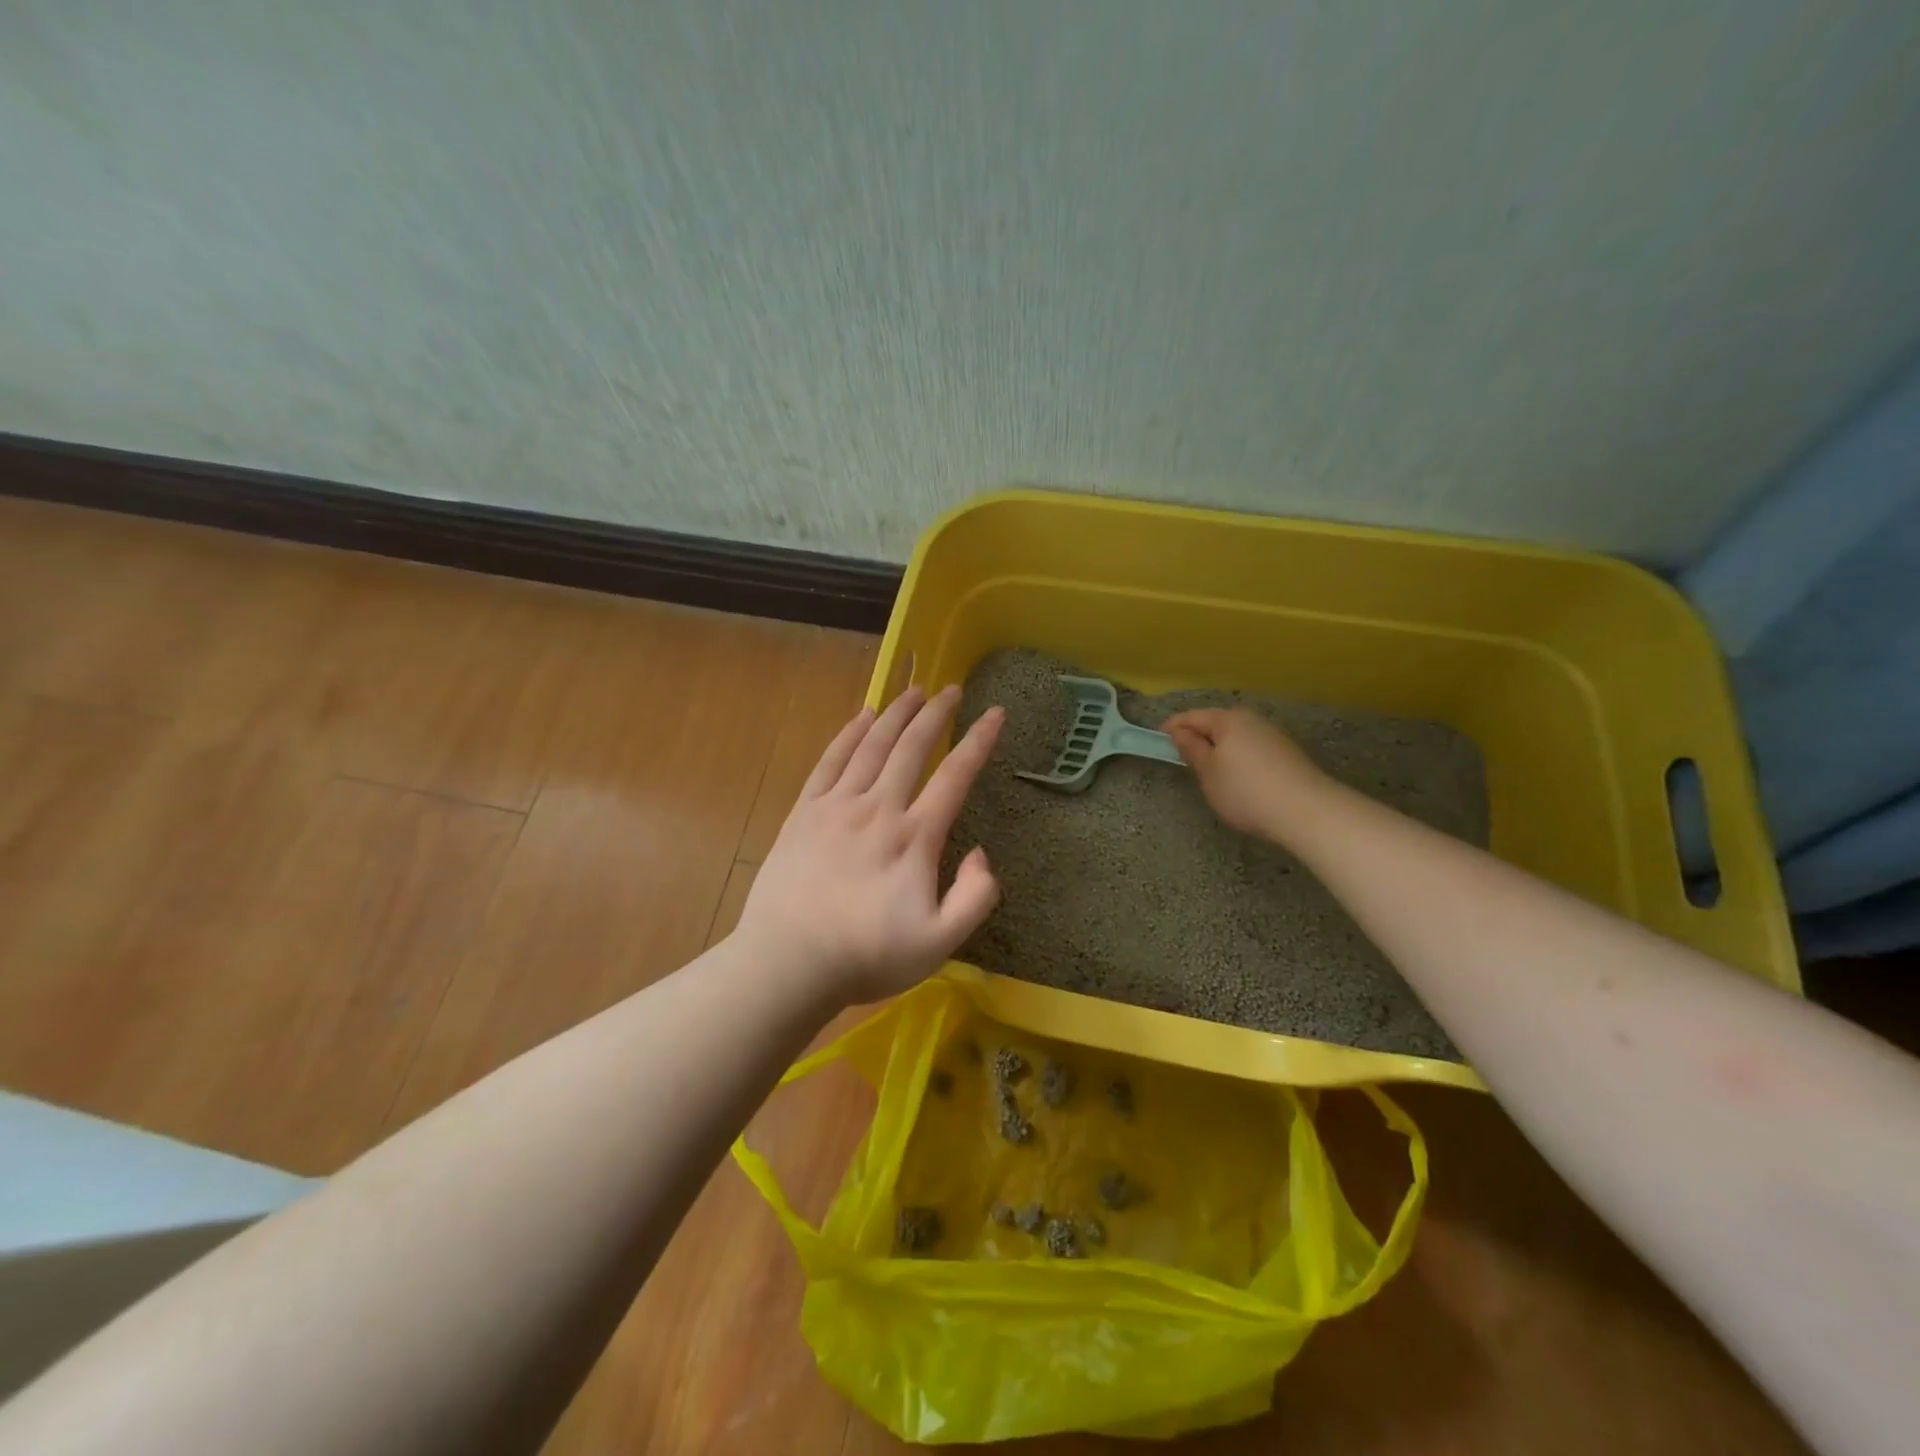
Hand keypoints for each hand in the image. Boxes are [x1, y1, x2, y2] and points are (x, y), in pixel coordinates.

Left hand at [735, 685, 1004, 1003]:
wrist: (788, 962)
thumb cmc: (866, 956)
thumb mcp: (939, 942)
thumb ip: (974, 897)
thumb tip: (980, 853)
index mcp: (914, 837)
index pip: (955, 776)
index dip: (979, 741)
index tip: (996, 712)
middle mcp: (878, 808)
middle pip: (912, 748)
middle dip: (935, 714)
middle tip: (951, 688)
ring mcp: (837, 806)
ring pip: (872, 746)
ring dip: (895, 714)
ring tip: (912, 689)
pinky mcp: (804, 813)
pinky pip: (830, 761)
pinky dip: (848, 734)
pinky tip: (861, 716)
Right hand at [1164, 706, 1327, 840]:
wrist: (1306, 811)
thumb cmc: (1245, 790)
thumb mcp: (1208, 772)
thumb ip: (1191, 749)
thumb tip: (1180, 733)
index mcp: (1228, 719)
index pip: (1192, 717)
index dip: (1172, 727)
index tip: (1158, 740)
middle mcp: (1252, 720)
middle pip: (1216, 724)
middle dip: (1199, 737)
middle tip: (1184, 759)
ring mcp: (1273, 735)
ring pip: (1236, 737)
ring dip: (1220, 749)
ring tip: (1211, 773)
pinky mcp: (1288, 754)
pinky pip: (1253, 749)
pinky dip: (1239, 759)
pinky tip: (1239, 780)